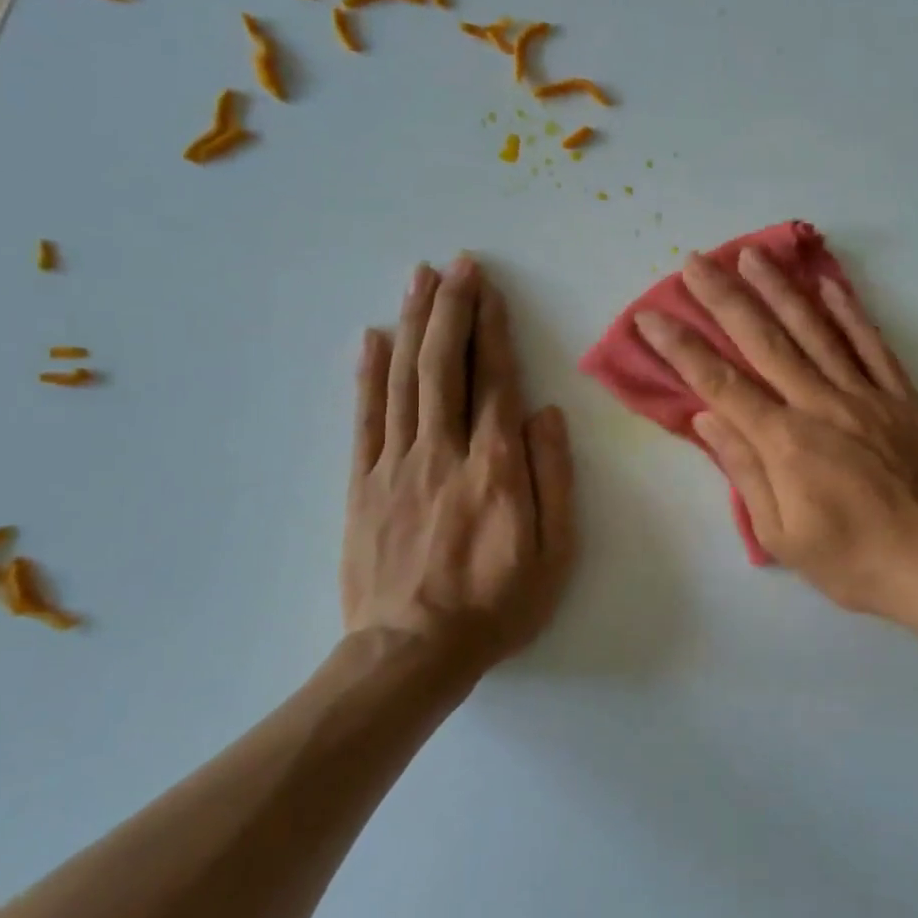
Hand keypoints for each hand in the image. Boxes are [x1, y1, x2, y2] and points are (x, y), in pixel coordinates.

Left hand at [343, 256, 575, 675]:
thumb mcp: (554, 553)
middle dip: (451, 308)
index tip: (489, 289)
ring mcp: (396, 464)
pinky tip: (371, 337)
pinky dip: (367, 373)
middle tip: (455, 264)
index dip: (493, 329)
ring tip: (418, 279)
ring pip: (404, 379)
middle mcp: (443, 451)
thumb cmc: (496, 604)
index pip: (495, 381)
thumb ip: (553, 478)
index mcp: (495, 467)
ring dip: (412, 324)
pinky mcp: (362, 483)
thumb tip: (545, 414)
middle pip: (445, 365)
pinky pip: (365, 417)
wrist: (412, 653)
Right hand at [633, 247, 917, 632]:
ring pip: (816, 330)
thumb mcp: (783, 536)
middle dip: (724, 298)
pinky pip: (871, 344)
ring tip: (752, 254)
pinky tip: (829, 284)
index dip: (682, 349)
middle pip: (764, 341)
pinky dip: (849, 312)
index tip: (651, 318)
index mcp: (785, 442)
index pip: (720, 384)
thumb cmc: (855, 562)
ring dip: (780, 289)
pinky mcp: (903, 397)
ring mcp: (865, 395)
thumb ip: (745, 471)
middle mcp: (821, 404)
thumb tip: (708, 417)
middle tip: (694, 262)